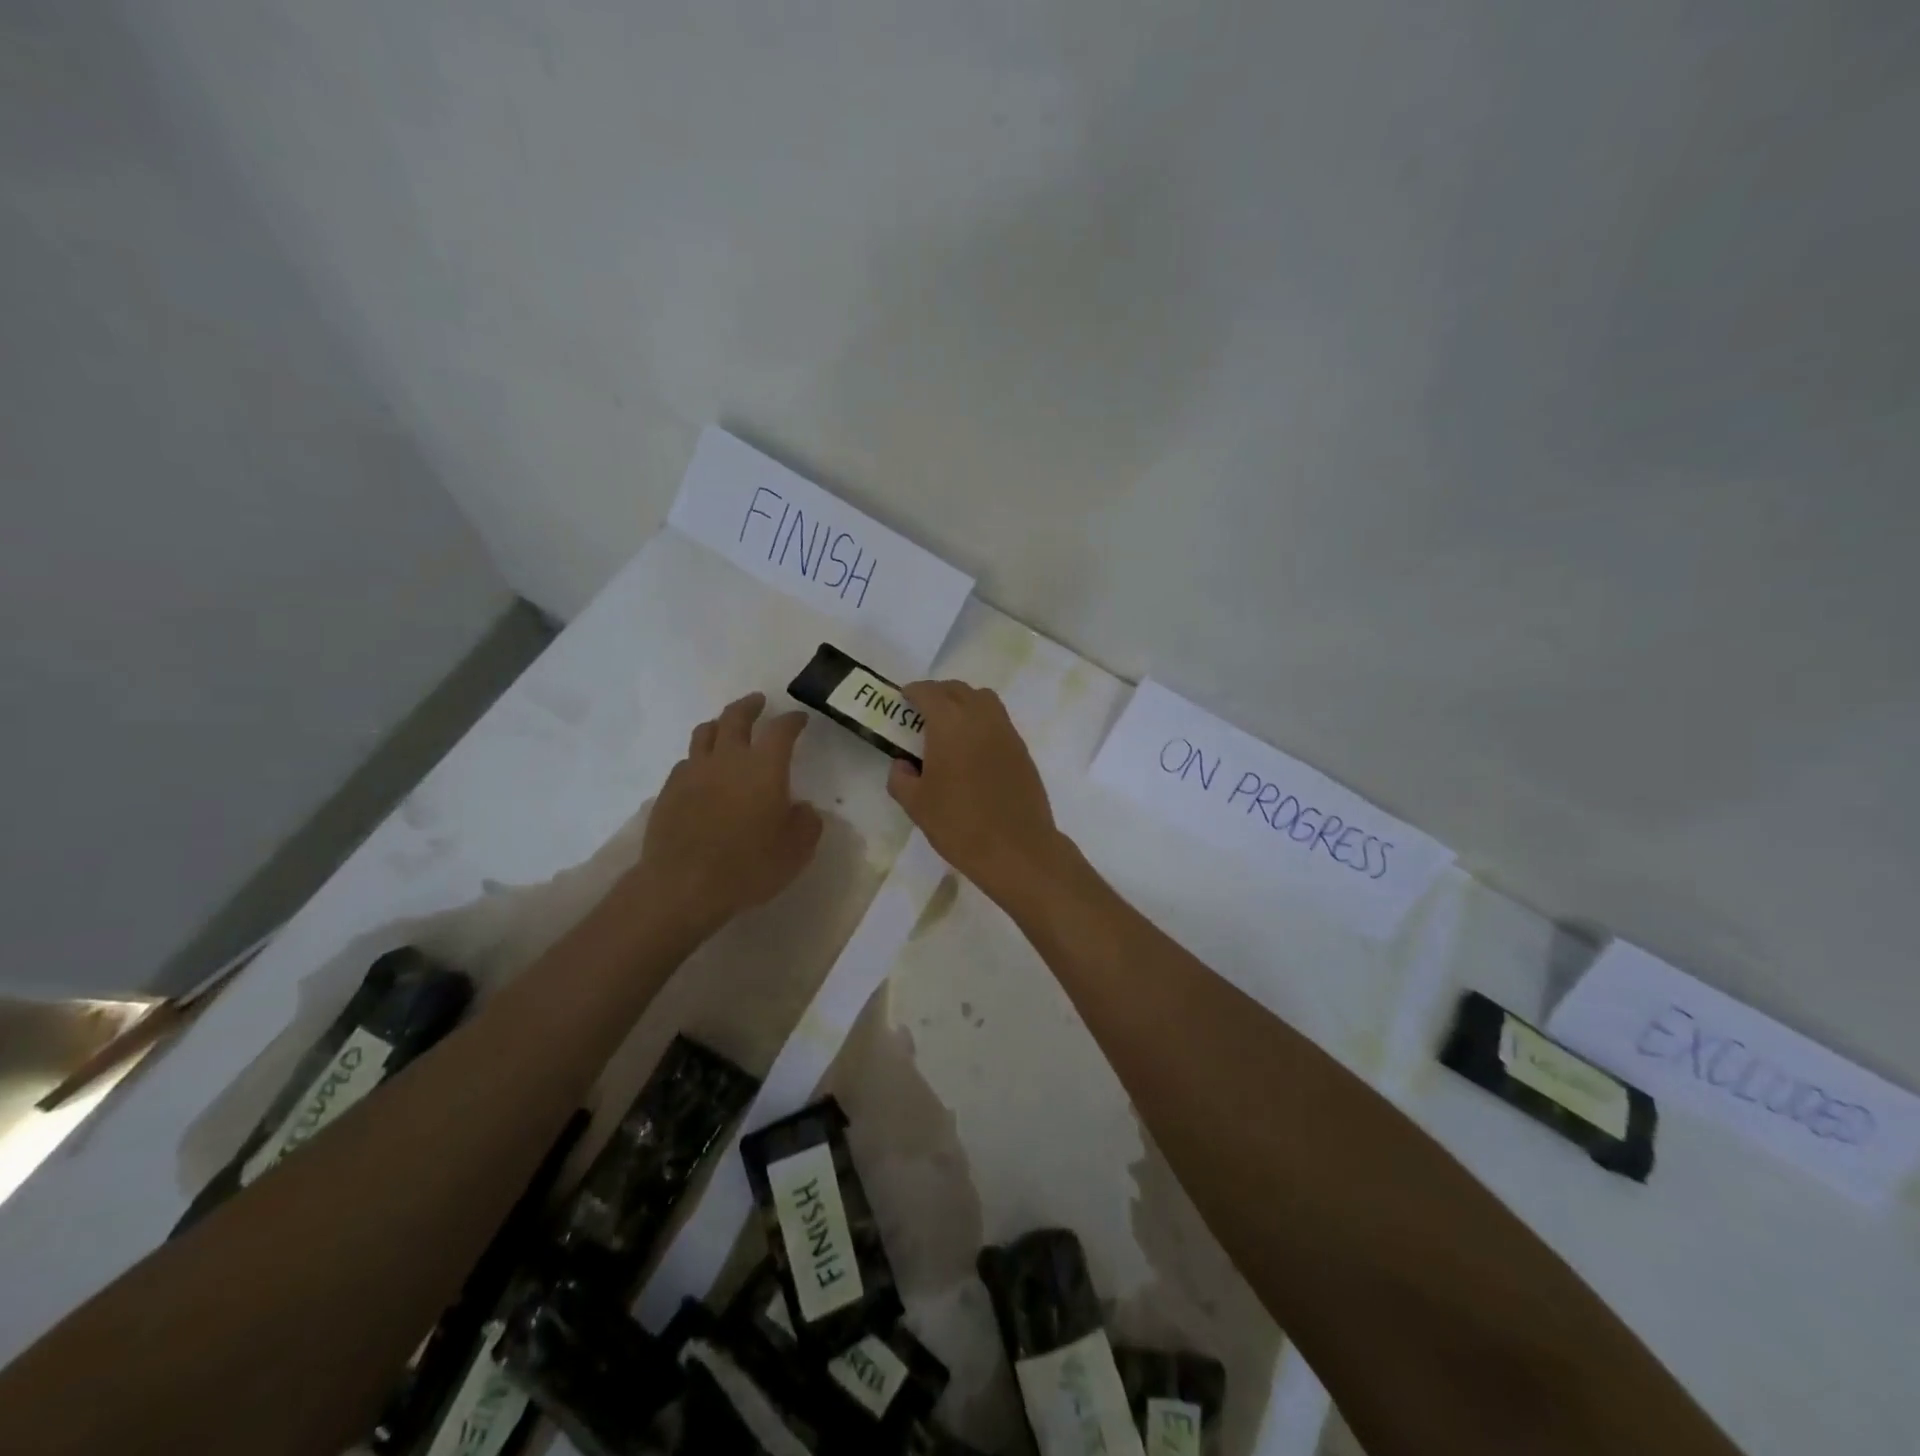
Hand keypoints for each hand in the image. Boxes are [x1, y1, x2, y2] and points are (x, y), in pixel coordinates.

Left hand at [637, 693, 823, 937]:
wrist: (683, 885)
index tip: (799, 718)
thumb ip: (806, 823)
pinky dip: (699, 757)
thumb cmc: (749, 866)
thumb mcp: (796, 850)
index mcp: (765, 767)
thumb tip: (801, 808)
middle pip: (736, 717)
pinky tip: (703, 770)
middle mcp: (728, 759)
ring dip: (720, 724)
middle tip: (758, 702)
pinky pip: (686, 761)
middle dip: (750, 706)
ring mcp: (694, 772)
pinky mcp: (669, 790)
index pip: (781, 730)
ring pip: (705, 732)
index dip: (792, 720)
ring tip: (726, 726)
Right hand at [887, 680, 1064, 904]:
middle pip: (958, 690)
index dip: (913, 691)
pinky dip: (982, 722)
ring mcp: (1006, 732)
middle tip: (923, 711)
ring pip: (983, 700)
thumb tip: (902, 764)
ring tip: (950, 726)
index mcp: (950, 724)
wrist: (1017, 849)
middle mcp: (981, 718)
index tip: (903, 699)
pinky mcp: (1022, 750)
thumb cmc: (960, 824)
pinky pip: (998, 721)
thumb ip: (901, 778)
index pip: (929, 692)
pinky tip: (973, 749)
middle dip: (938, 694)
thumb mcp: (916, 805)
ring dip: (964, 703)